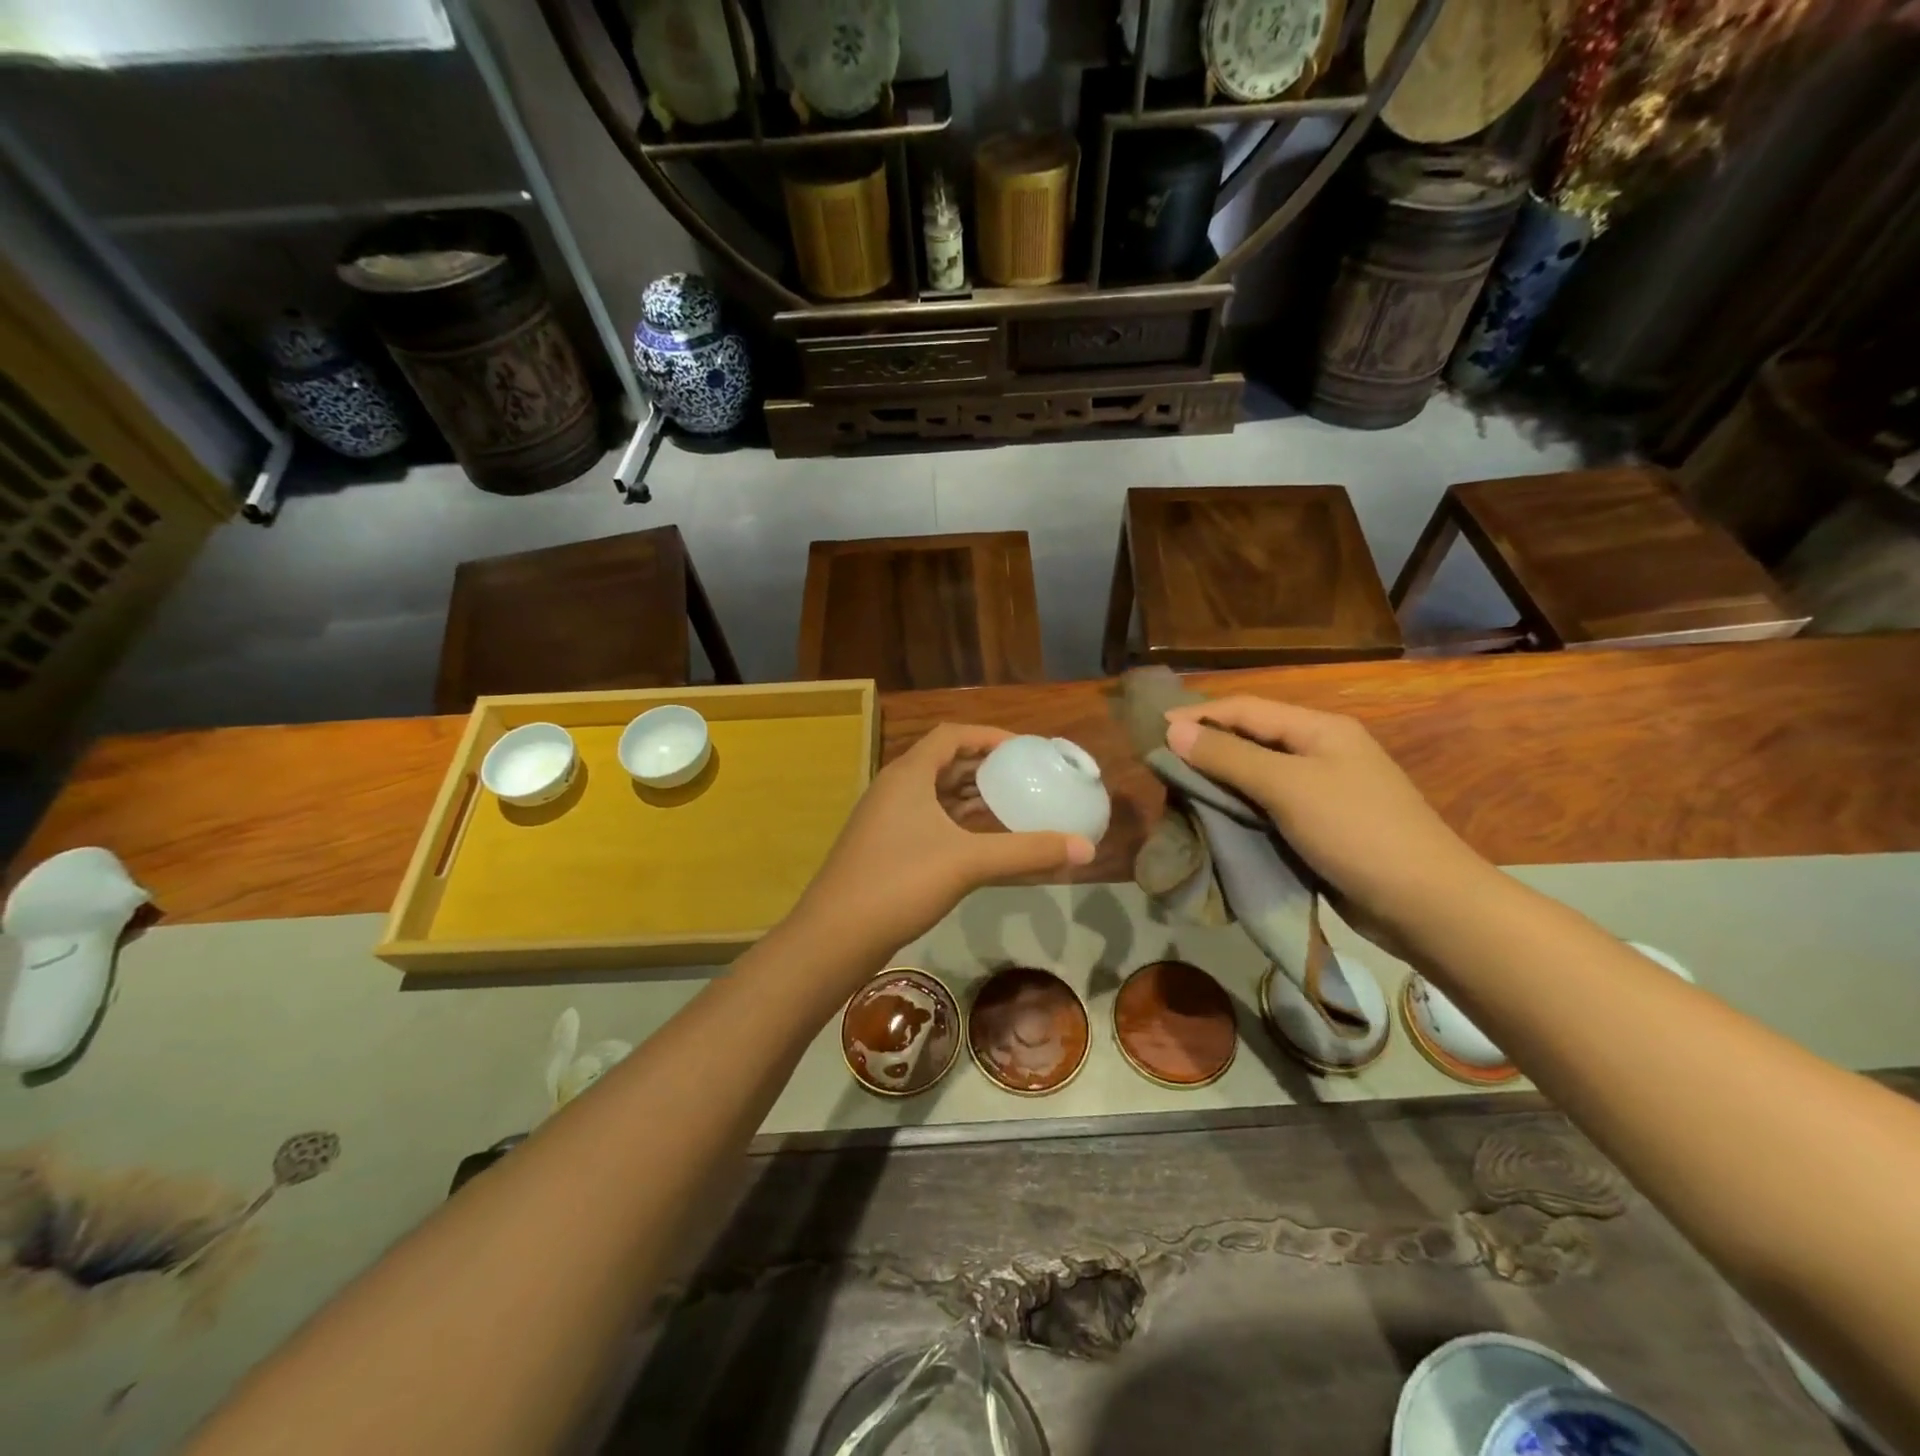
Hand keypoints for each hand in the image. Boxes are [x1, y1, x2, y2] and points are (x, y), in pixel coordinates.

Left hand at [790, 724, 1094, 964]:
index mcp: (908, 774)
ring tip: (1009, 806)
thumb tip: (1087, 848)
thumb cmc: (900, 883)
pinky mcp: (882, 847)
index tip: (1024, 749)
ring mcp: (884, 819)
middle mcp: (893, 788)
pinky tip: (979, 843)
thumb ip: (1027, 852)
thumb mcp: (968, 862)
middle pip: (943, 762)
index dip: (988, 736)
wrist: (835, 935)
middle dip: (983, 767)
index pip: (951, 735)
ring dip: (969, 797)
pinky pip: (926, 820)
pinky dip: (955, 822)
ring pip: (934, 794)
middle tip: (1023, 777)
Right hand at [1165, 697, 1491, 937]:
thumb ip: (1229, 758)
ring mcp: (1322, 791)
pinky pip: (1267, 807)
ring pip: (1256, 776)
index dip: (1199, 715)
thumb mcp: (1287, 787)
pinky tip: (1213, 819)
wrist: (1425, 903)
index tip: (1154, 731)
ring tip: (1178, 792)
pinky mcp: (1320, 826)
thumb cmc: (1356, 831)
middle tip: (1162, 765)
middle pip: (1251, 739)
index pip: (1246, 709)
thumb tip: (1174, 732)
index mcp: (1319, 729)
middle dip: (1206, 748)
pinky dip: (1238, 810)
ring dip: (1219, 782)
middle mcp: (1320, 752)